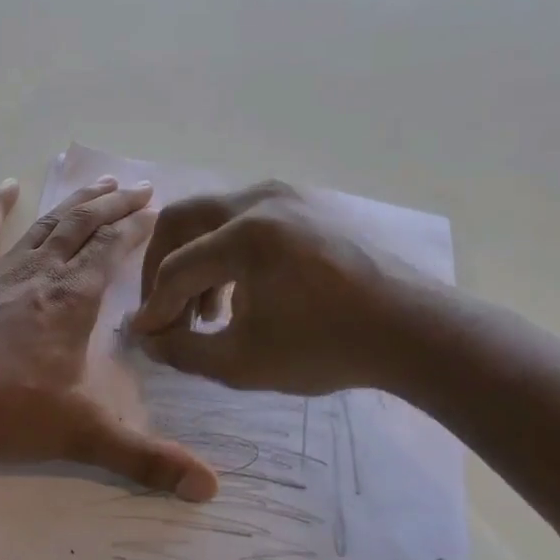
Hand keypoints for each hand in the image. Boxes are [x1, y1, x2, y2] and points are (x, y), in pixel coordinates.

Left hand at [0, 177, 218, 500]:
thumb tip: (210, 489)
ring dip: (75, 202)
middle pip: (84, 227)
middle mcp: (42, 273)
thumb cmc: (3, 409)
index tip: (154, 211)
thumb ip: (145, 459)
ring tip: (99, 182)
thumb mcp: (81, 435)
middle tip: (139, 187)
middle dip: (114, 205)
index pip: (111, 251)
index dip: (134, 229)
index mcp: (73, 300)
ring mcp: (0, 269)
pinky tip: (7, 185)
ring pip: (47, 224)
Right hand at [128, 181, 435, 395]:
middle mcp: (261, 200)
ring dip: (195, 260)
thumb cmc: (326, 348)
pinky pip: (247, 219)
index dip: (154, 306)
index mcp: (245, 235)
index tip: (146, 336)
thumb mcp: (242, 362)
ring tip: (203, 312)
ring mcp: (288, 197)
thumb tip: (149, 338)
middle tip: (161, 308)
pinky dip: (227, 252)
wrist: (413, 330)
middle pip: (183, 220)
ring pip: (215, 217)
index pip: (176, 268)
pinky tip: (238, 294)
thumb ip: (184, 350)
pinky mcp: (307, 207)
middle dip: (161, 267)